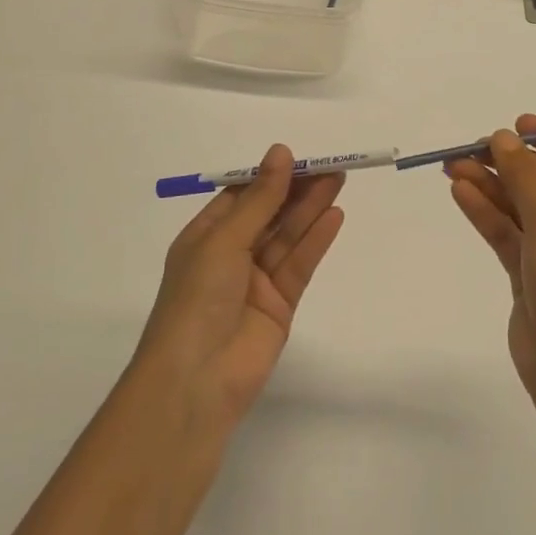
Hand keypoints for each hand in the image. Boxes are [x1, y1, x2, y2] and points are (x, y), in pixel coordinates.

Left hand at [136, 145, 345, 427]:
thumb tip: (281, 152)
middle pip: (270, 214)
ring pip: (288, 236)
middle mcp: (230, 256)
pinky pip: (299, 265)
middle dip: (297, 190)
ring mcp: (256, 281)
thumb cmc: (197, 299)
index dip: (269, 176)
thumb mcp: (224, 240)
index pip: (242, 197)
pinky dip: (316, 240)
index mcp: (205, 237)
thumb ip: (260, 199)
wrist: (195, 382)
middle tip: (331, 166)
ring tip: (339, 181)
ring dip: (311, 209)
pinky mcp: (280, 305)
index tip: (299, 157)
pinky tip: (335, 216)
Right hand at [448, 116, 535, 406]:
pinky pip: (507, 232)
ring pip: (521, 206)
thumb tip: (501, 138)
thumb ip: (524, 175)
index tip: (515, 124)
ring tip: (452, 166)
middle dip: (509, 162)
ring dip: (490, 185)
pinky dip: (486, 212)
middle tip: (469, 148)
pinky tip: (460, 193)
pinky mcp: (532, 275)